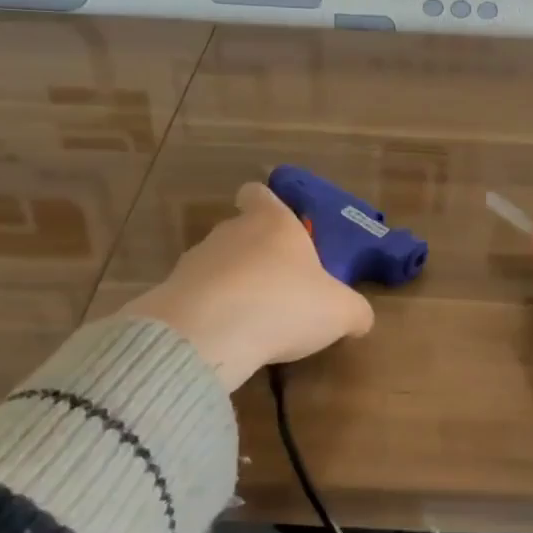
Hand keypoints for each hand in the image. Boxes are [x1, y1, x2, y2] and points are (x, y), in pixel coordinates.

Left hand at [120, 182, 375, 391]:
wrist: (208, 333)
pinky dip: (211, 312)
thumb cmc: (283, 304)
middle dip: (256, 255)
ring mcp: (195, 260)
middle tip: (279, 288)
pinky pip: (197, 296)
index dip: (266, 204)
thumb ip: (354, 311)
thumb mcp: (339, 312)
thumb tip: (361, 319)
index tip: (278, 226)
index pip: (259, 193)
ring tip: (252, 321)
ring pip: (217, 264)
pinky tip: (226, 338)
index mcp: (272, 222)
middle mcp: (231, 231)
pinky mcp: (171, 292)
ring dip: (232, 285)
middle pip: (241, 231)